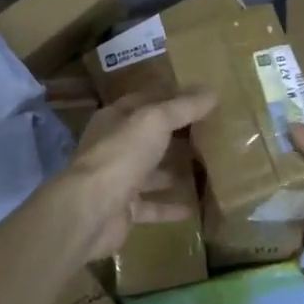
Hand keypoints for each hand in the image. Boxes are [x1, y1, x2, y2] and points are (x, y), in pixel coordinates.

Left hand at [59, 88, 216, 260]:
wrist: (91, 211)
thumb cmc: (121, 155)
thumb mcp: (155, 121)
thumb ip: (183, 107)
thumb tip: (212, 92)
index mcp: (115, 119)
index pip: (145, 101)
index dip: (170, 98)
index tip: (200, 98)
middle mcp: (114, 147)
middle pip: (148, 137)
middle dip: (175, 135)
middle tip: (210, 133)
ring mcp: (117, 179)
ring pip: (150, 172)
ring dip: (174, 171)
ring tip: (206, 169)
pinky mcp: (124, 209)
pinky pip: (153, 206)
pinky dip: (171, 206)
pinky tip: (196, 206)